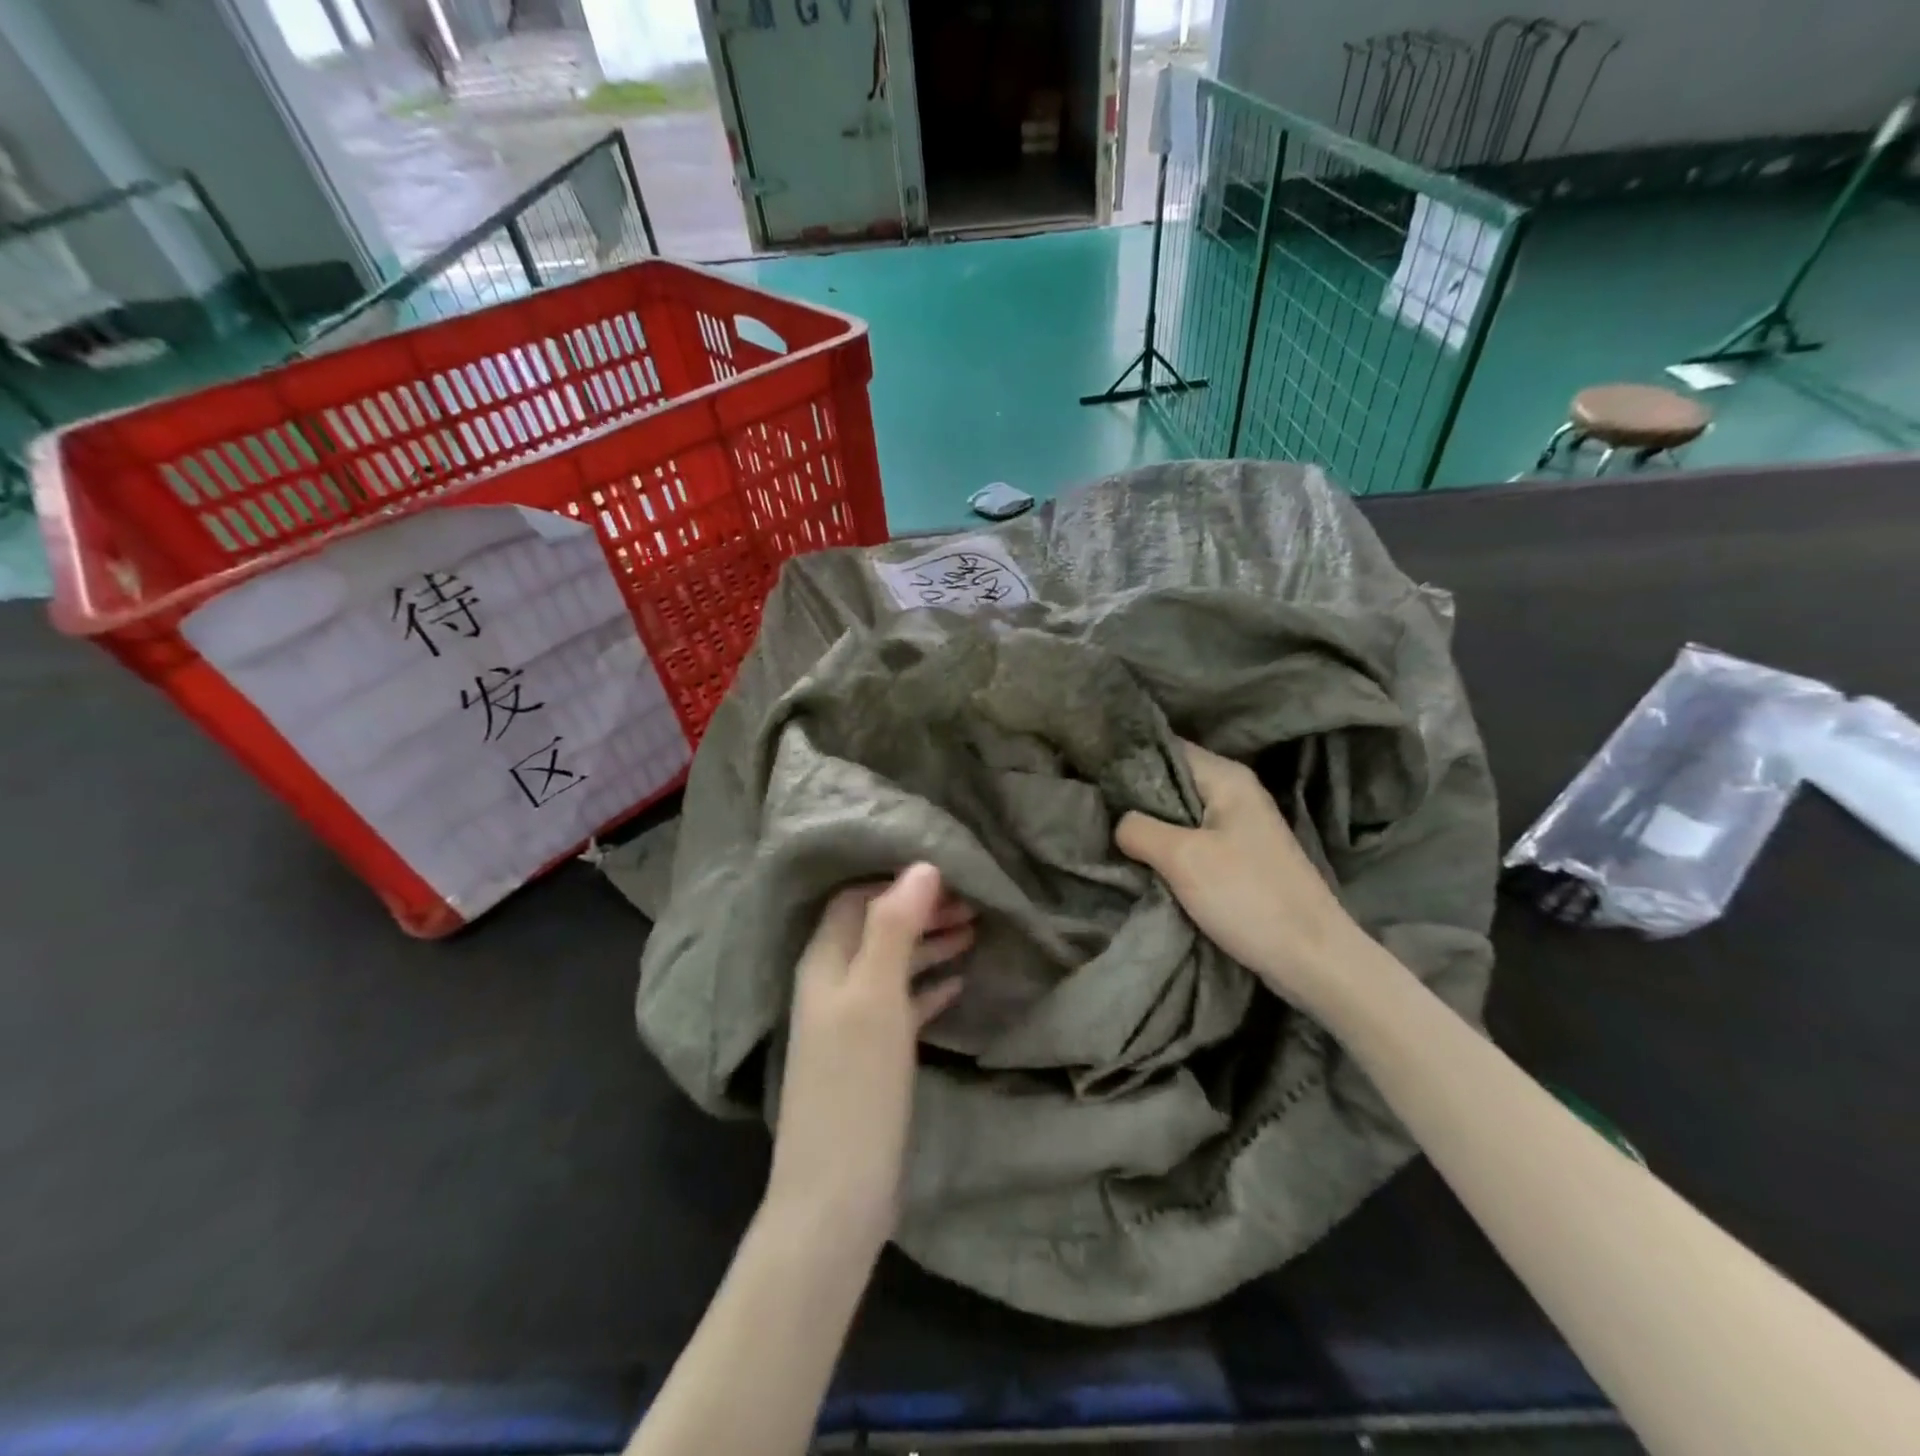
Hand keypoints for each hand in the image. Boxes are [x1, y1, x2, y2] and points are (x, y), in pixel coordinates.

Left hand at [765, 864, 971, 1252]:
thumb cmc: (856, 1086)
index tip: (948, 876)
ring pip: (891, 965)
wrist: (836, 1196)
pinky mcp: (870, 1056)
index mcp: (824, 963)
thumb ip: (893, 928)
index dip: (897, 883)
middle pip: (876, 928)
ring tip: (974, 933)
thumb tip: (921, 865)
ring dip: (928, 944)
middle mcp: (832, 984)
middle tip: (972, 904)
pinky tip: (958, 984)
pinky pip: (901, 1004)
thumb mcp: (876, 997)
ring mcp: (849, 1023)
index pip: (855, 899)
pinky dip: (928, 986)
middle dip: (919, 910)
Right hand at [1116, 739, 1366, 1013]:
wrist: (1312, 959)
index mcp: (1227, 778)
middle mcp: (1235, 793)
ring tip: (1107, 834)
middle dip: (1133, 796)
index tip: (1090, 773)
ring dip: (1149, 827)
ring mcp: (1239, 827)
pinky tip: (1141, 861)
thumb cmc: (1248, 897)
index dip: (1128, 758)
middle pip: (1171, 781)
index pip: (1166, 748)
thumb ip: (1138, 829)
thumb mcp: (1182, 858)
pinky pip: (1191, 842)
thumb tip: (1117, 822)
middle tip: (1092, 809)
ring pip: (1179, 815)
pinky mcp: (1239, 859)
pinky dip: (1167, 849)